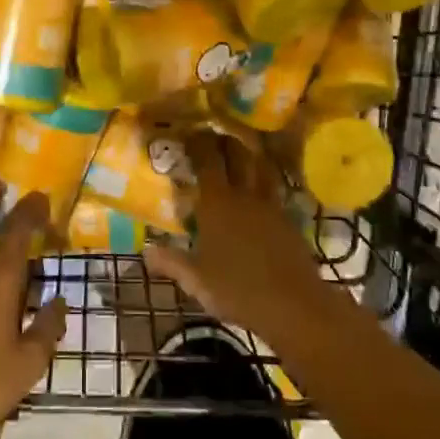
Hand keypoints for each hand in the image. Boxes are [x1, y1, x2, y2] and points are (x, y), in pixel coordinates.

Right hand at [142, 132, 327, 339]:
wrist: (293, 305)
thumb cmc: (237, 290)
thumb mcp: (196, 280)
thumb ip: (171, 262)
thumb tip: (146, 251)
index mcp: (217, 203)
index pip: (207, 160)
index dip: (198, 142)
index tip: (189, 133)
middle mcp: (244, 195)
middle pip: (238, 154)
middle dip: (225, 141)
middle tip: (214, 136)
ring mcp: (270, 206)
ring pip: (261, 168)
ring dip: (250, 156)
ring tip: (241, 153)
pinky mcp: (289, 220)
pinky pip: (275, 190)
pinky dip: (266, 182)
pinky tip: (261, 192)